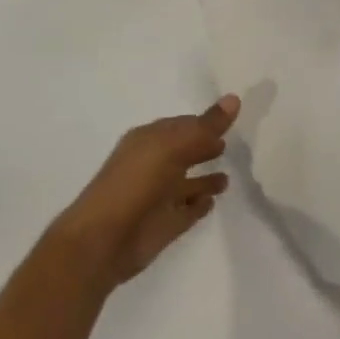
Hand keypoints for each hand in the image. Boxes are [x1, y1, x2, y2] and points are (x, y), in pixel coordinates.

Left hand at [51, 97, 238, 286]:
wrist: (104, 240)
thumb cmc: (136, 183)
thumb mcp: (173, 146)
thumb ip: (206, 126)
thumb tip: (235, 98)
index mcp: (149, 140)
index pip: (182, 125)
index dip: (204, 122)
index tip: (230, 118)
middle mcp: (153, 165)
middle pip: (185, 152)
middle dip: (204, 147)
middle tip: (232, 143)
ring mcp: (158, 197)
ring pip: (187, 184)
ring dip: (205, 180)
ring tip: (228, 178)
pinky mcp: (164, 225)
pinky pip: (187, 211)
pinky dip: (199, 206)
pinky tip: (213, 202)